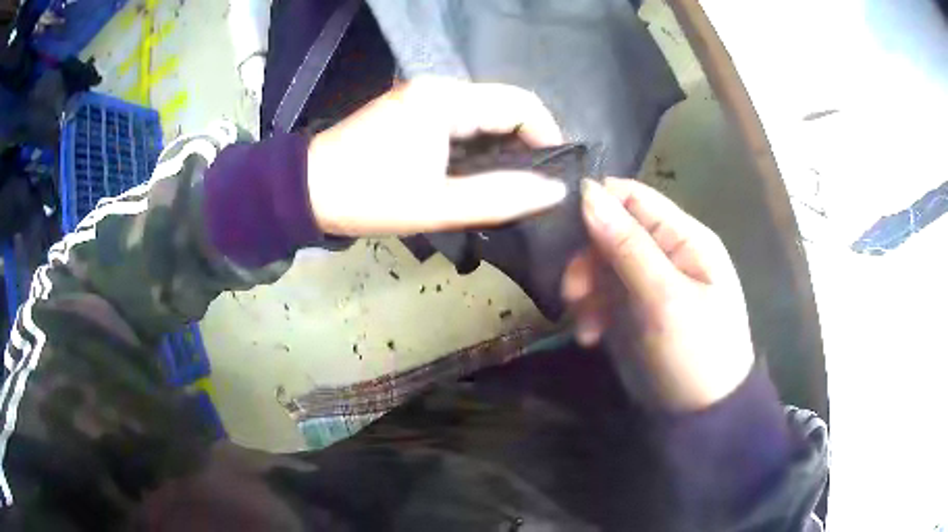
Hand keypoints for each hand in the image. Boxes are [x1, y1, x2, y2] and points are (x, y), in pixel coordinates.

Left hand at [306, 77, 567, 235]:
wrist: (307, 191)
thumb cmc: (368, 197)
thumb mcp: (437, 205)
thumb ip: (501, 197)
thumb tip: (554, 190)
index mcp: (446, 100)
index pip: (521, 104)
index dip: (548, 136)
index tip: (554, 174)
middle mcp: (438, 87)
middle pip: (504, 105)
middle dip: (527, 143)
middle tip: (533, 185)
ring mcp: (423, 95)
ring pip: (485, 112)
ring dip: (504, 145)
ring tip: (510, 183)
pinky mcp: (413, 108)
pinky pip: (463, 118)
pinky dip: (480, 143)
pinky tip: (478, 170)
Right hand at [562, 178, 753, 410]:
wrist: (701, 415)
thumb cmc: (696, 352)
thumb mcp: (665, 299)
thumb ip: (628, 246)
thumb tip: (588, 192)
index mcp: (684, 237)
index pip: (634, 197)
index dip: (598, 203)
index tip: (565, 230)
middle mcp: (665, 252)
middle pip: (612, 231)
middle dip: (587, 258)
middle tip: (573, 293)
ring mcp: (648, 281)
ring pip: (601, 264)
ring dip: (586, 290)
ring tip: (584, 324)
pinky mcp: (634, 308)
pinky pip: (602, 294)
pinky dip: (591, 311)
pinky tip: (590, 336)